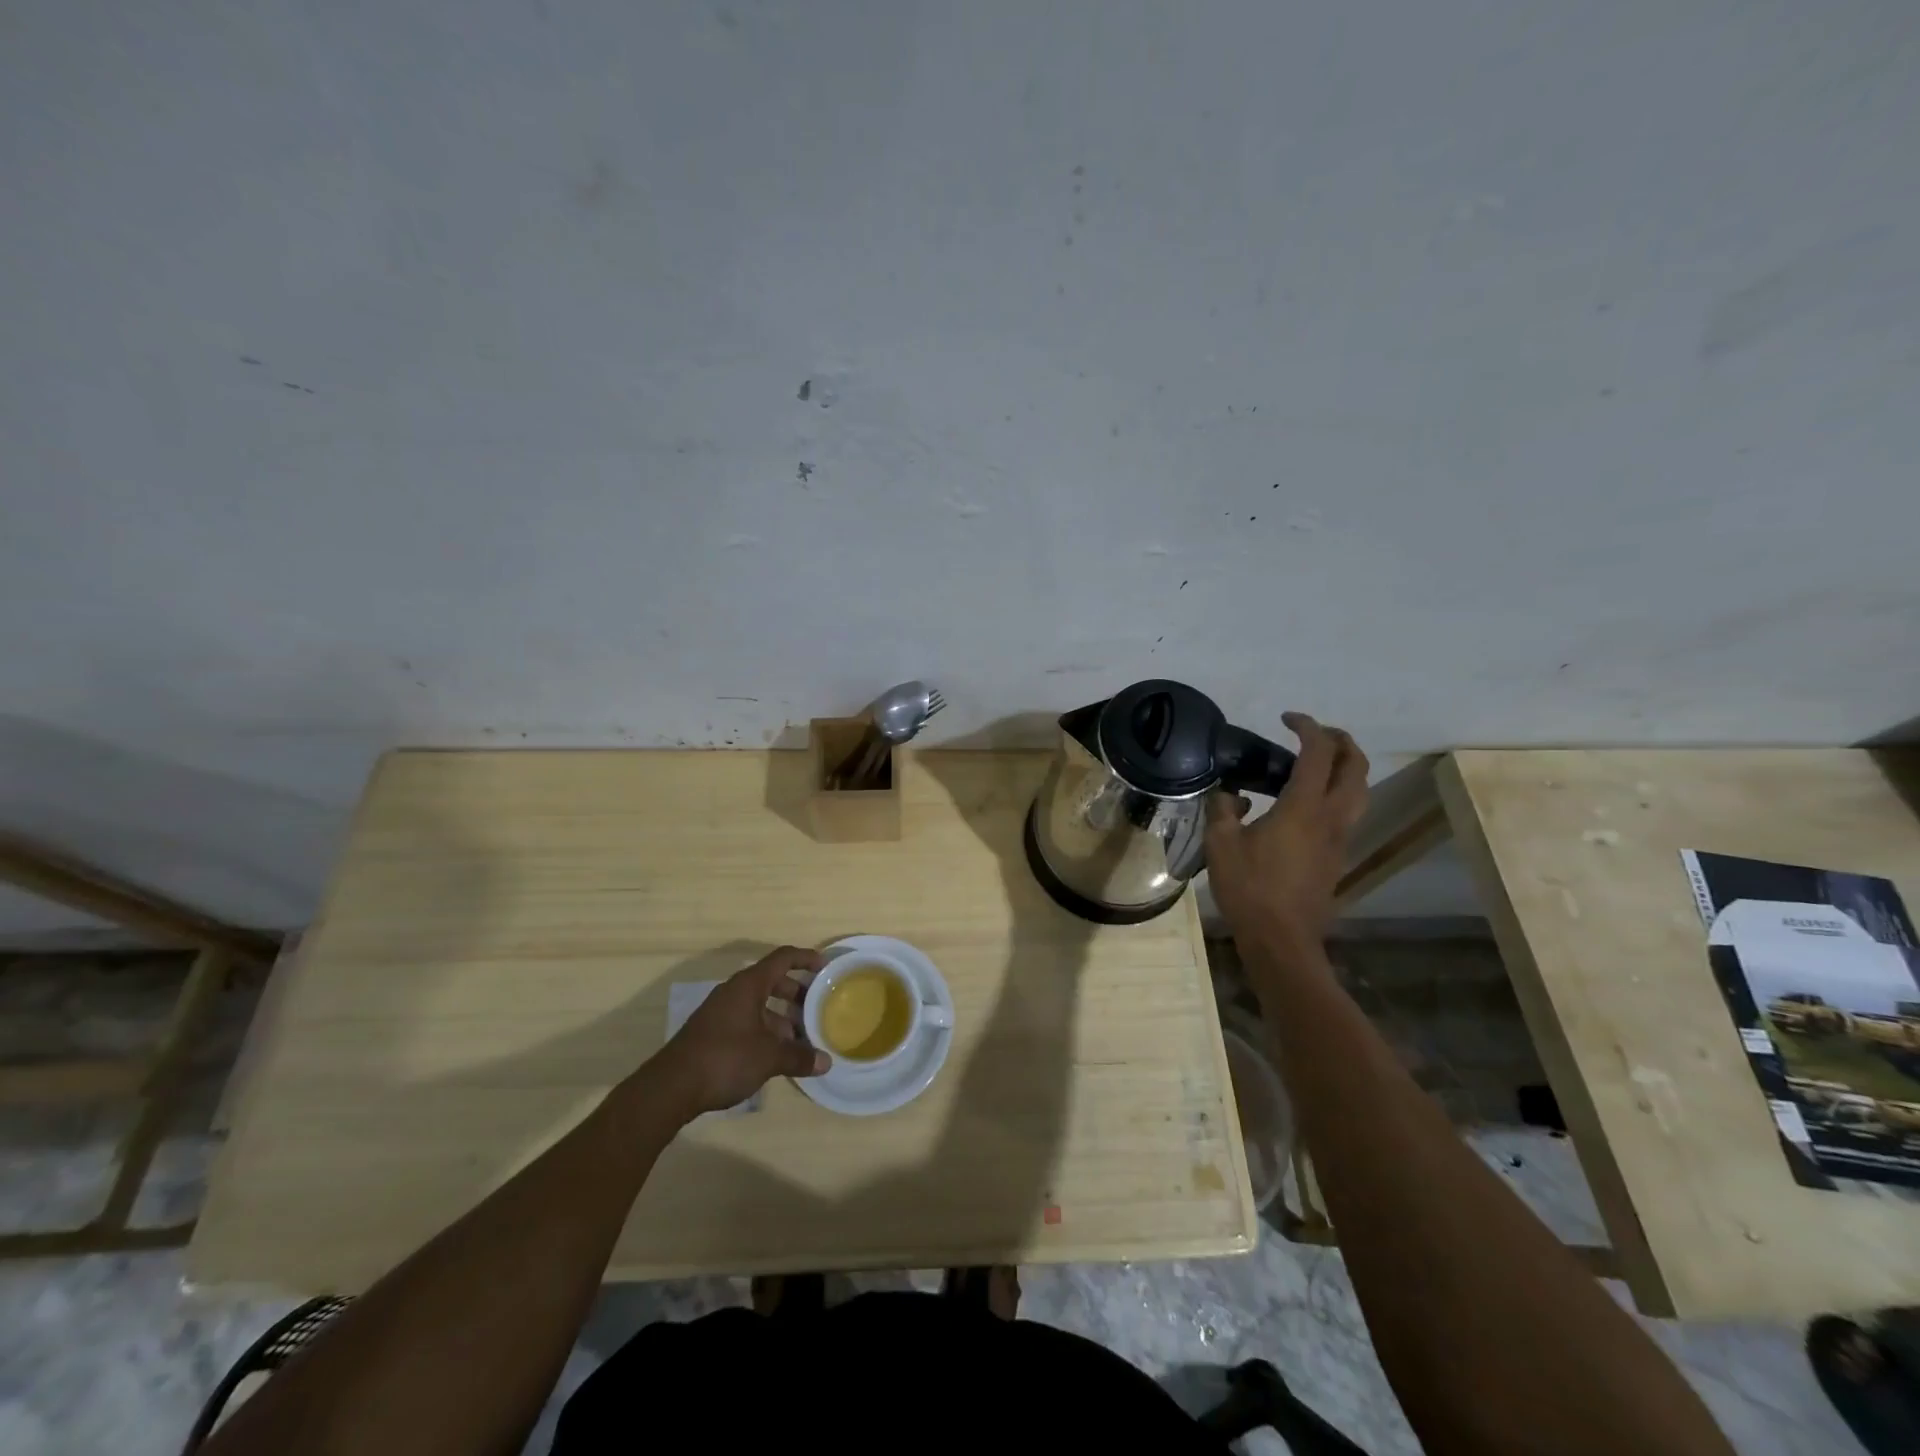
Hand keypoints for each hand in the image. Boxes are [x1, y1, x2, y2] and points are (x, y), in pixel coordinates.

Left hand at [652, 946, 829, 1116]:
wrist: (671, 1088)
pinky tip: (775, 1054)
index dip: (805, 958)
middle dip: (796, 992)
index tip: (825, 967)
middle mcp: (734, 992)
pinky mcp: (712, 1033)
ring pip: (759, 1004)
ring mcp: (721, 1012)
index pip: (782, 958)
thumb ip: (799, 1057)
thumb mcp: (768, 1058)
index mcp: (749, 985)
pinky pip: (746, 1021)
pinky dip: (765, 1030)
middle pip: (771, 981)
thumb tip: (826, 1062)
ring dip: (781, 1016)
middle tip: (817, 1006)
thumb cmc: (725, 1059)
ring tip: (801, 1037)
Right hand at [1204, 712, 1368, 954]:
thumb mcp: (1221, 844)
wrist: (1281, 939)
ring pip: (1360, 790)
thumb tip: (1231, 796)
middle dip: (1340, 740)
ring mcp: (1340, 838)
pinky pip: (1349, 811)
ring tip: (1319, 762)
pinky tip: (1308, 802)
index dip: (1307, 727)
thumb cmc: (1249, 888)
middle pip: (1355, 766)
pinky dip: (1338, 791)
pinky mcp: (1338, 856)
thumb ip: (1224, 810)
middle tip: (1314, 733)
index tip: (1287, 718)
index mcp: (1303, 807)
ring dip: (1346, 766)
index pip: (1318, 752)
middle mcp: (1331, 817)